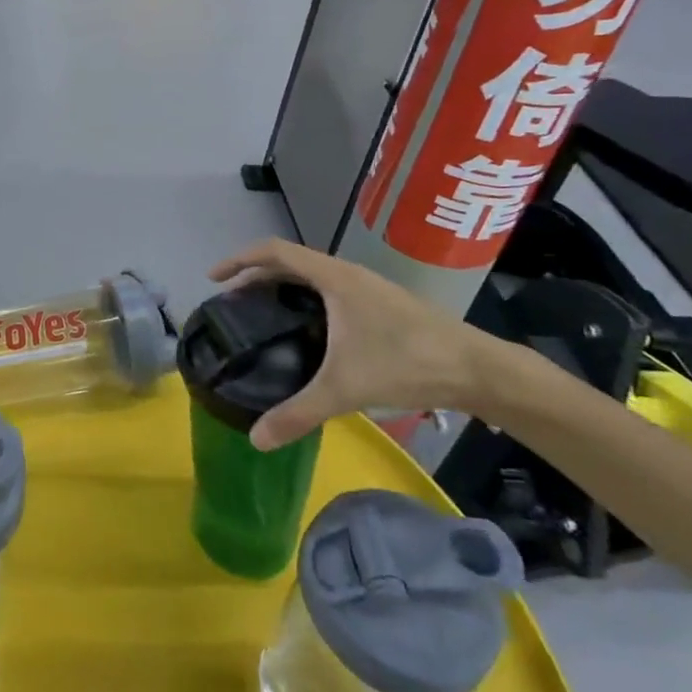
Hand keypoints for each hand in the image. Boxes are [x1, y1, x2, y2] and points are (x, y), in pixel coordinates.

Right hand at [208, 238, 488, 451]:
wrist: (477, 369)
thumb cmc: (407, 363)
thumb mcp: (346, 388)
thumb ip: (298, 413)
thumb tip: (254, 439)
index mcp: (333, 277)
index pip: (274, 251)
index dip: (239, 260)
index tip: (214, 279)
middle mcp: (346, 273)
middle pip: (288, 261)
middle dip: (255, 276)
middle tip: (231, 303)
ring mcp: (365, 286)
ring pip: (310, 276)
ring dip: (281, 286)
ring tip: (261, 314)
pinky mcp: (379, 303)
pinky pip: (327, 289)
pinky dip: (303, 298)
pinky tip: (306, 331)